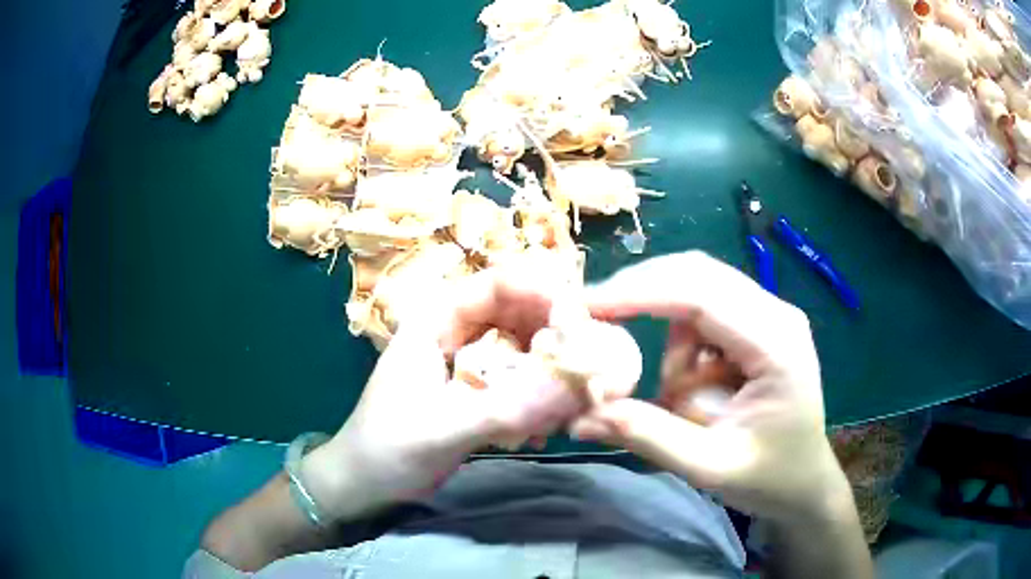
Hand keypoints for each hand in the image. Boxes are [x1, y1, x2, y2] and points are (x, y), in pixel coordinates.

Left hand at [305, 258, 600, 519]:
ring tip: (562, 414)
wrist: (365, 484)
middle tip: (588, 375)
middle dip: (558, 341)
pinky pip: (524, 382)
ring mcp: (471, 362)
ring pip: (528, 349)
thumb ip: (508, 407)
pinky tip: (539, 433)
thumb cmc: (386, 450)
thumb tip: (580, 383)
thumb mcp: (443, 429)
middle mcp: (458, 330)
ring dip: (552, 377)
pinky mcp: (479, 391)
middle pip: (523, 313)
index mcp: (437, 318)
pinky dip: (540, 401)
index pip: (501, 284)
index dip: (547, 295)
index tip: (586, 326)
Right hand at [570, 252, 849, 523]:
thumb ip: (649, 437)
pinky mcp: (758, 326)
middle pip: (698, 274)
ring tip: (677, 397)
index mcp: (776, 344)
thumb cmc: (769, 477)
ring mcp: (769, 315)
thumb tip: (581, 417)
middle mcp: (776, 313)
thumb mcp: (709, 467)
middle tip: (595, 321)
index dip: (639, 292)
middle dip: (642, 294)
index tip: (586, 306)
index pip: (702, 295)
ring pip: (697, 293)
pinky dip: (682, 345)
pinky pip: (705, 315)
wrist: (804, 482)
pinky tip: (692, 387)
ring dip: (670, 340)